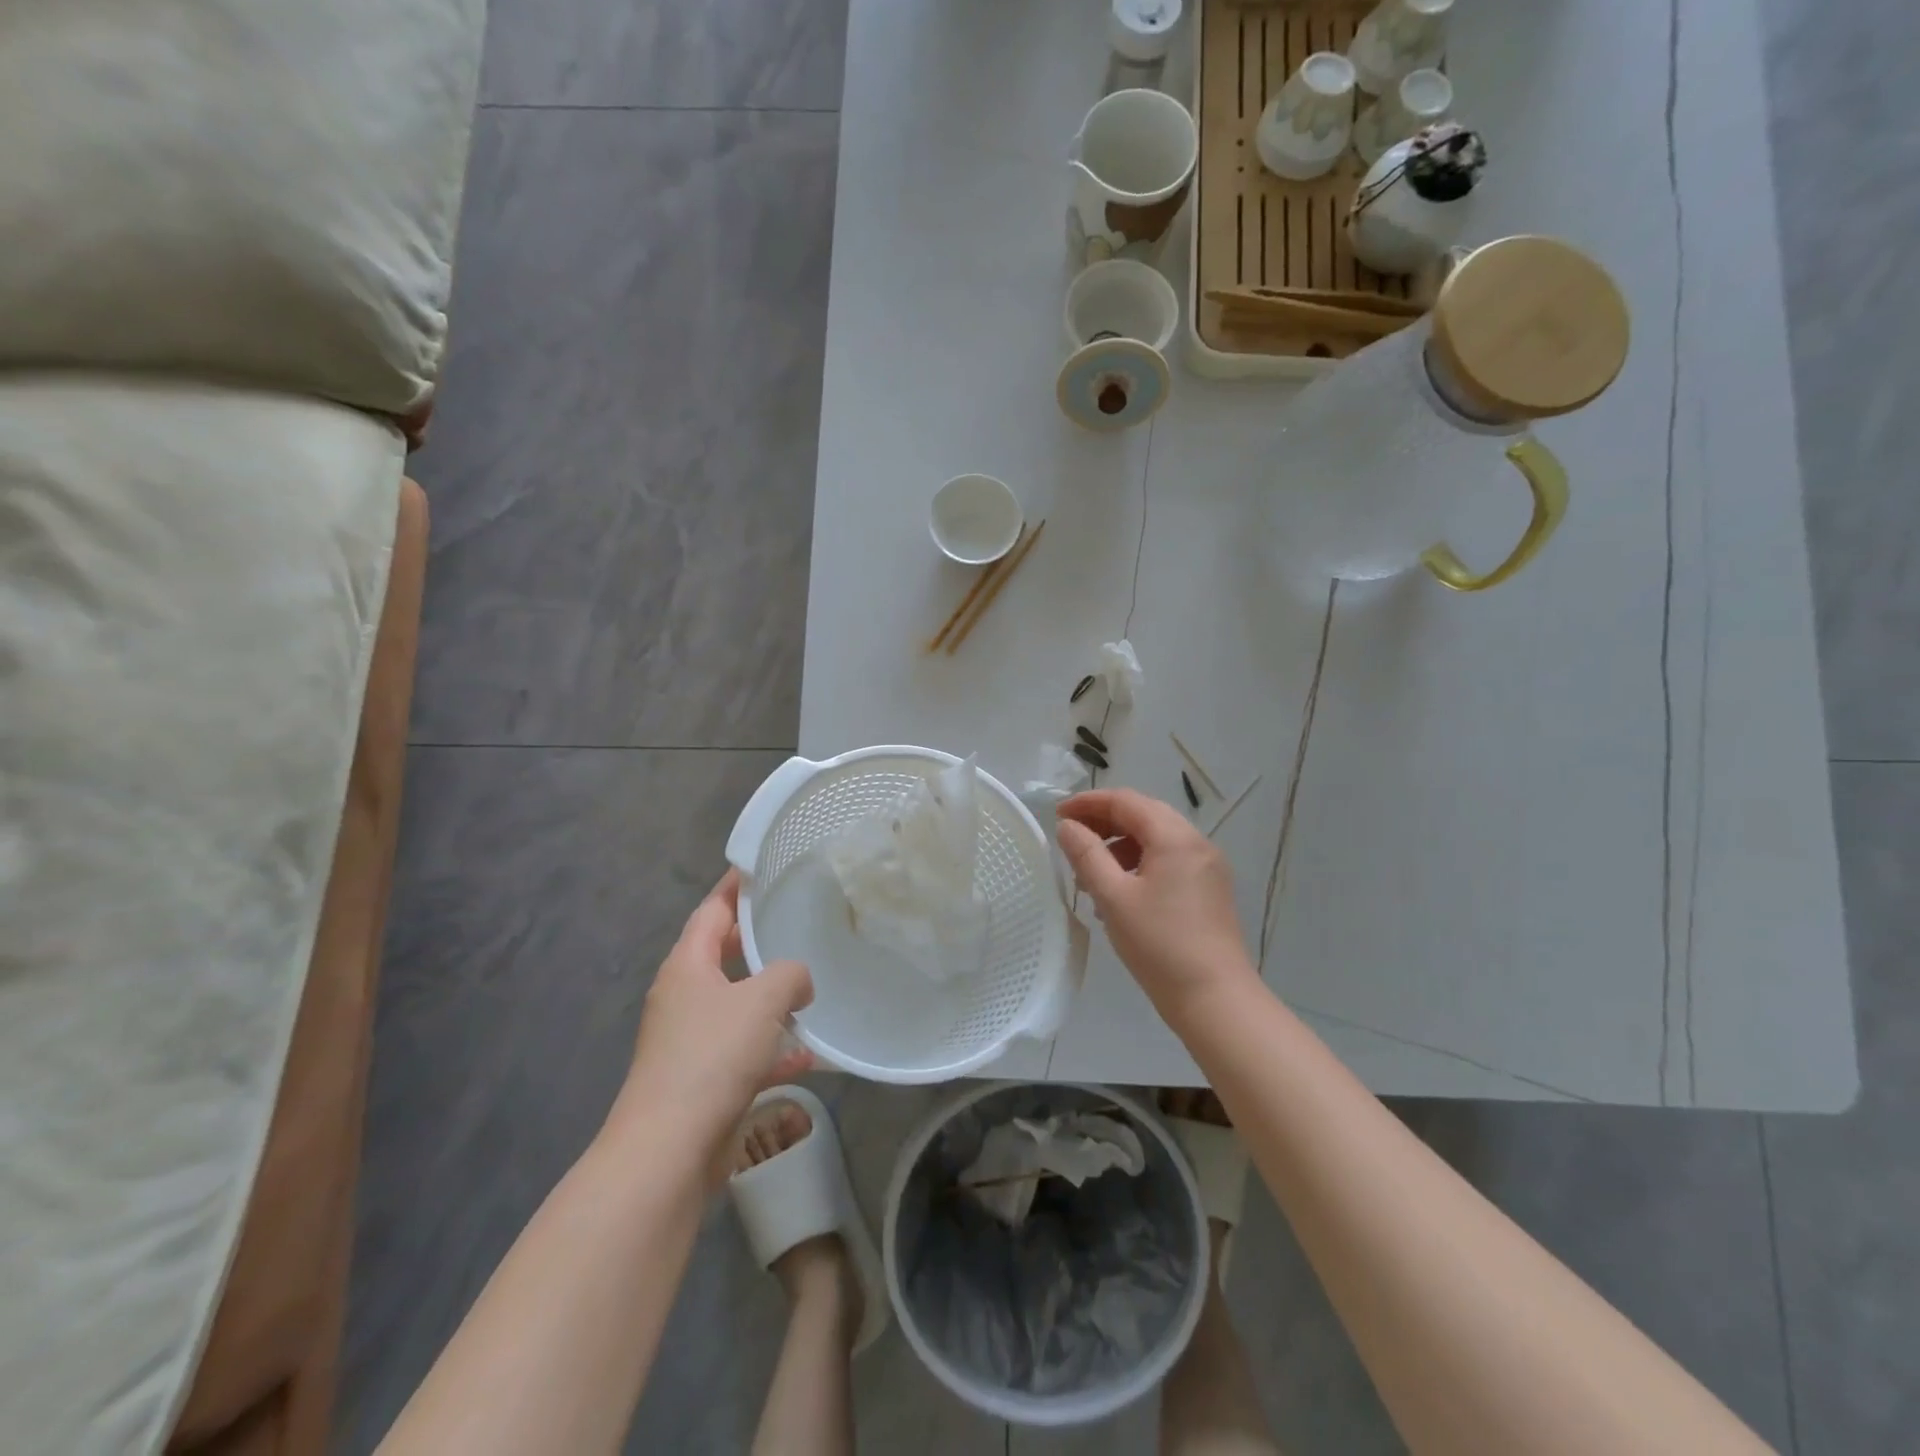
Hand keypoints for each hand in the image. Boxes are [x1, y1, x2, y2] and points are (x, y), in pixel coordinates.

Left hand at [618, 871, 814, 1177]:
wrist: (670, 1150)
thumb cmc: (712, 1056)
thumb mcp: (762, 1000)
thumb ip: (789, 974)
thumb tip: (798, 979)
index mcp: (687, 966)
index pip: (712, 911)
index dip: (735, 887)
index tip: (761, 867)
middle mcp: (683, 997)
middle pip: (722, 956)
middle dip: (758, 942)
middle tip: (796, 923)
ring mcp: (690, 1041)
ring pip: (736, 1006)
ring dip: (769, 999)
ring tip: (810, 988)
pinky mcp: (702, 1079)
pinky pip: (743, 1051)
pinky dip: (772, 1048)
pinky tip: (808, 1056)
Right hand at [1055, 789, 1258, 1024]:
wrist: (1215, 999)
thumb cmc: (1159, 945)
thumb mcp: (1113, 897)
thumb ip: (1087, 855)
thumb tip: (1068, 827)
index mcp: (1175, 837)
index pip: (1126, 801)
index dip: (1089, 803)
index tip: (1058, 816)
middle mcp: (1196, 843)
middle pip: (1144, 815)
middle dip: (1104, 822)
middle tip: (1071, 840)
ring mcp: (1208, 867)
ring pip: (1157, 839)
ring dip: (1121, 846)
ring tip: (1091, 876)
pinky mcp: (1210, 890)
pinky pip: (1170, 861)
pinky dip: (1140, 864)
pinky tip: (1120, 894)